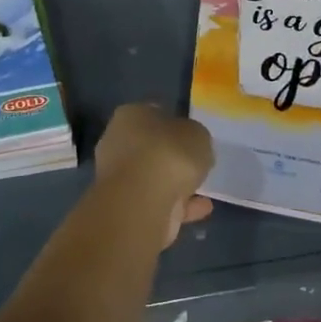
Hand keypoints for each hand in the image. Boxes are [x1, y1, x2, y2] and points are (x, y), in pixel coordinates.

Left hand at [94, 104, 214, 248]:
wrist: (142, 202)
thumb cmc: (168, 154)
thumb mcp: (197, 134)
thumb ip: (194, 137)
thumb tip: (190, 145)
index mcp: (130, 116)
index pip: (152, 113)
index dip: (173, 122)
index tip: (190, 134)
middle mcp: (117, 143)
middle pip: (149, 147)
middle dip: (171, 155)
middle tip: (195, 162)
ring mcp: (119, 178)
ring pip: (152, 177)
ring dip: (175, 183)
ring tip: (203, 189)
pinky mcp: (126, 207)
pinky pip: (158, 202)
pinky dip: (178, 205)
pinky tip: (202, 208)